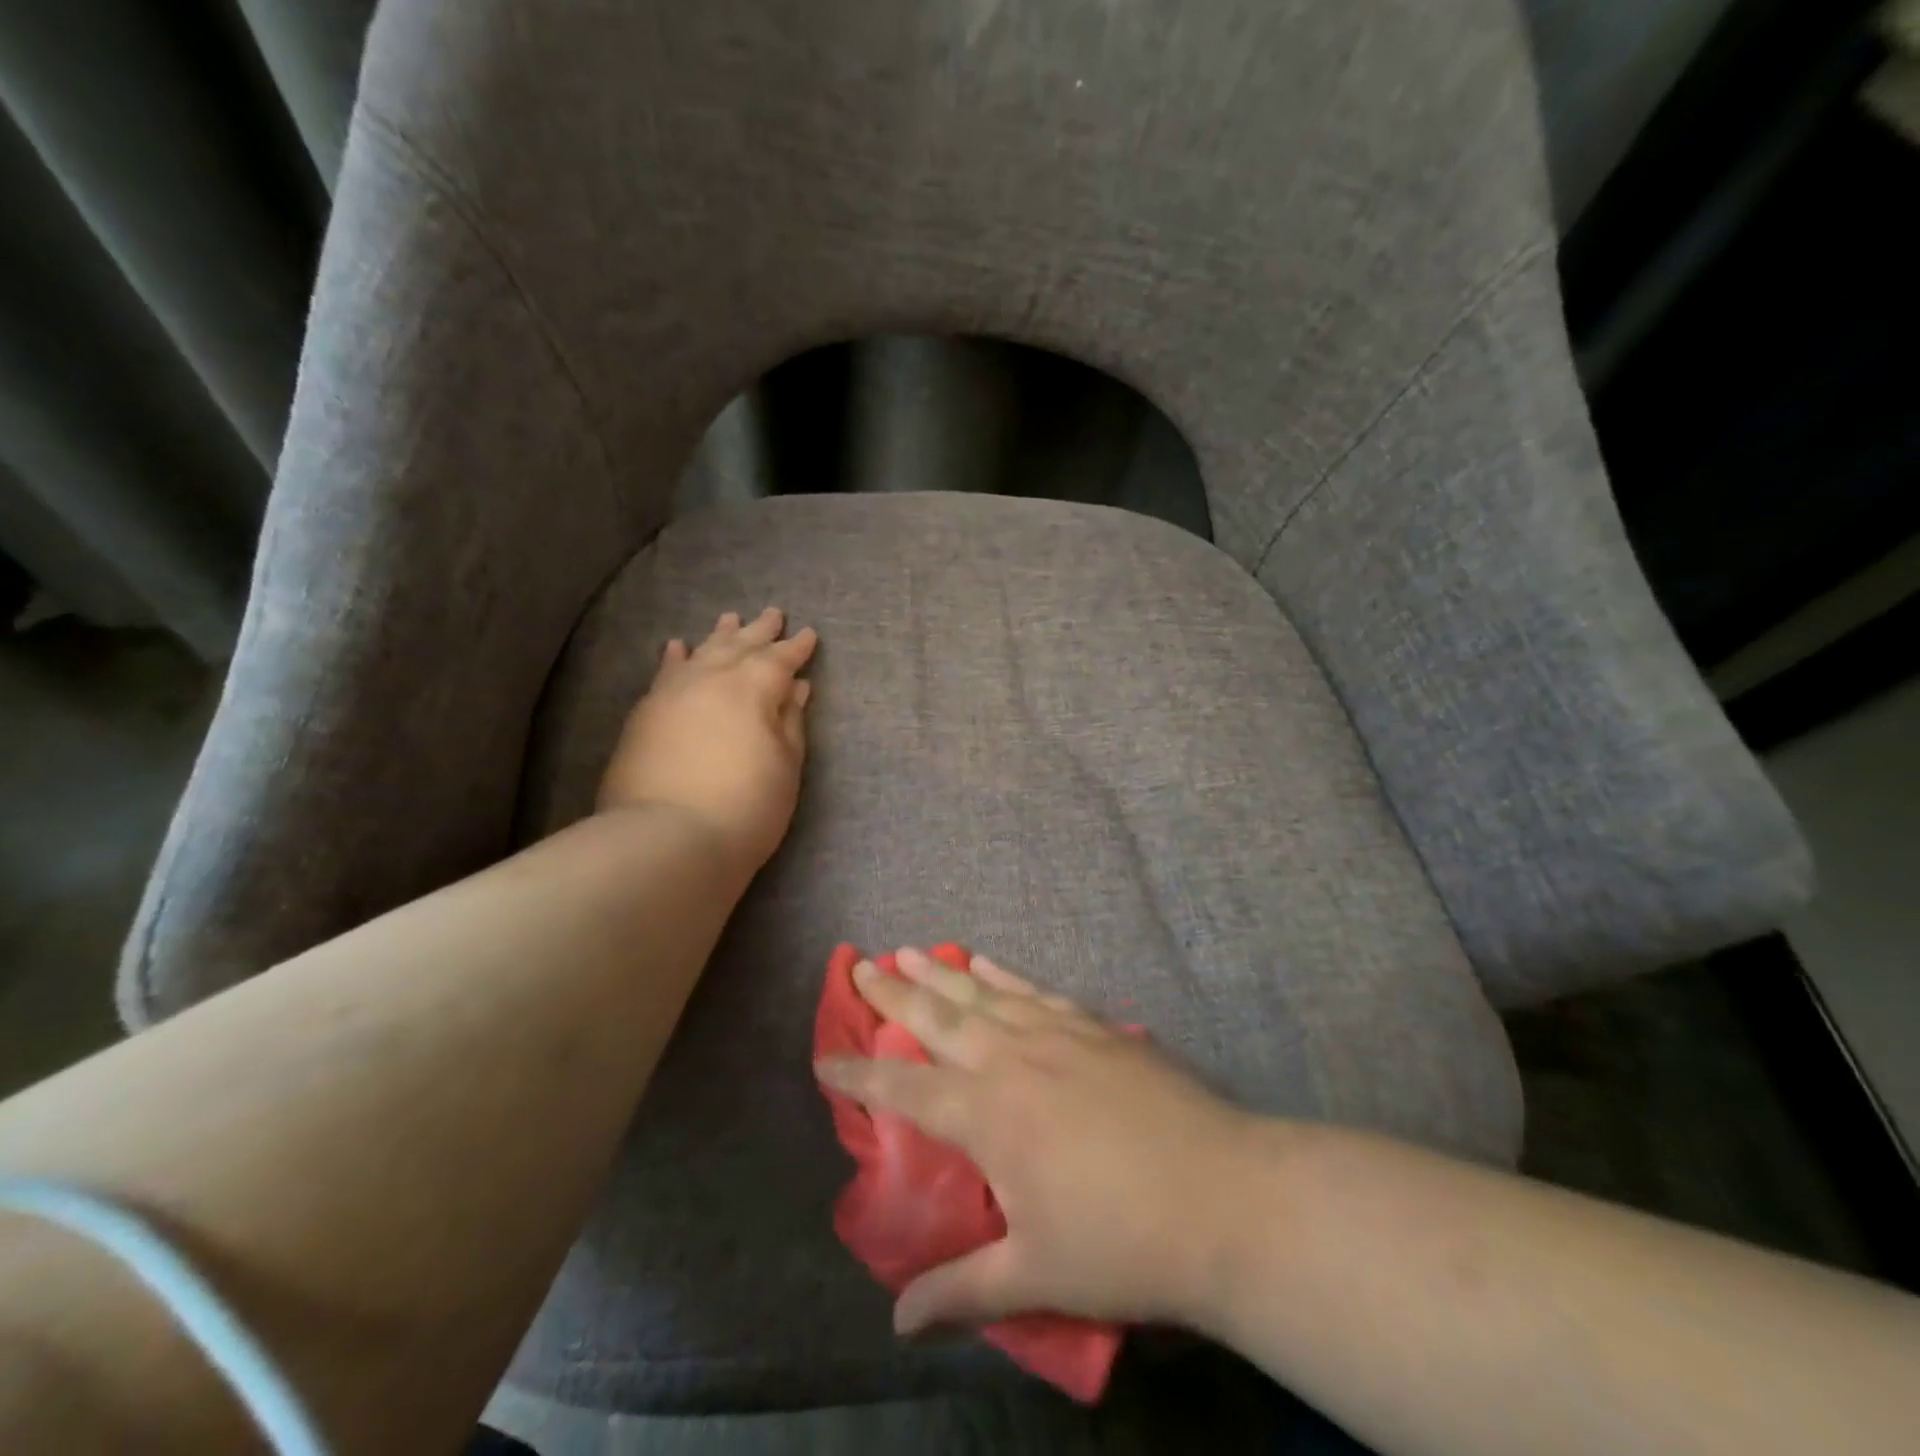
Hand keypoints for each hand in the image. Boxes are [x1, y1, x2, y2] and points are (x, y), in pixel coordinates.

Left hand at [598, 608, 817, 875]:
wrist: (667, 839)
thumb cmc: (746, 806)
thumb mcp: (786, 766)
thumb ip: (790, 721)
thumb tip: (796, 687)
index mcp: (753, 688)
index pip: (779, 658)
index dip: (796, 647)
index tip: (808, 634)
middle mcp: (710, 678)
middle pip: (739, 646)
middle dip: (759, 631)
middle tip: (772, 613)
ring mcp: (672, 693)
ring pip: (701, 652)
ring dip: (719, 636)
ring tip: (730, 618)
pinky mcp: (645, 714)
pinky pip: (664, 673)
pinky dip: (675, 656)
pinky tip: (678, 646)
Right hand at [815, 949, 1259, 1334]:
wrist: (1224, 1196)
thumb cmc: (1122, 1243)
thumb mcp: (1036, 1275)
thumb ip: (963, 1289)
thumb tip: (898, 1323)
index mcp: (987, 1116)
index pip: (903, 1090)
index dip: (858, 1074)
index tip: (824, 1056)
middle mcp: (1011, 1059)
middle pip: (937, 1017)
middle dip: (892, 994)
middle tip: (859, 967)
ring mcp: (1055, 1033)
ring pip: (981, 992)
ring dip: (940, 971)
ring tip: (907, 951)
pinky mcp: (1094, 1025)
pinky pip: (1033, 989)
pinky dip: (1001, 974)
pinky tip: (985, 961)